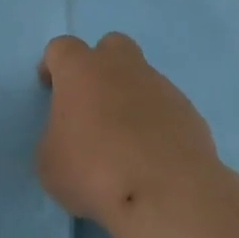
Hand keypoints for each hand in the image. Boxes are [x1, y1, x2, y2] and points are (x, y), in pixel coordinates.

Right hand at [36, 33, 218, 225]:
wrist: (166, 191)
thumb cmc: (94, 170)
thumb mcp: (50, 162)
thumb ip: (56, 138)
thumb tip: (71, 138)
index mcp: (82, 70)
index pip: (62, 48)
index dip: (53, 65)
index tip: (50, 89)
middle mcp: (123, 67)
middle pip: (111, 46)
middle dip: (100, 65)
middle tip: (92, 102)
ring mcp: (161, 86)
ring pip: (142, 78)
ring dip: (130, 98)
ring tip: (124, 142)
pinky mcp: (189, 112)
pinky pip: (165, 108)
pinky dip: (156, 123)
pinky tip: (151, 155)